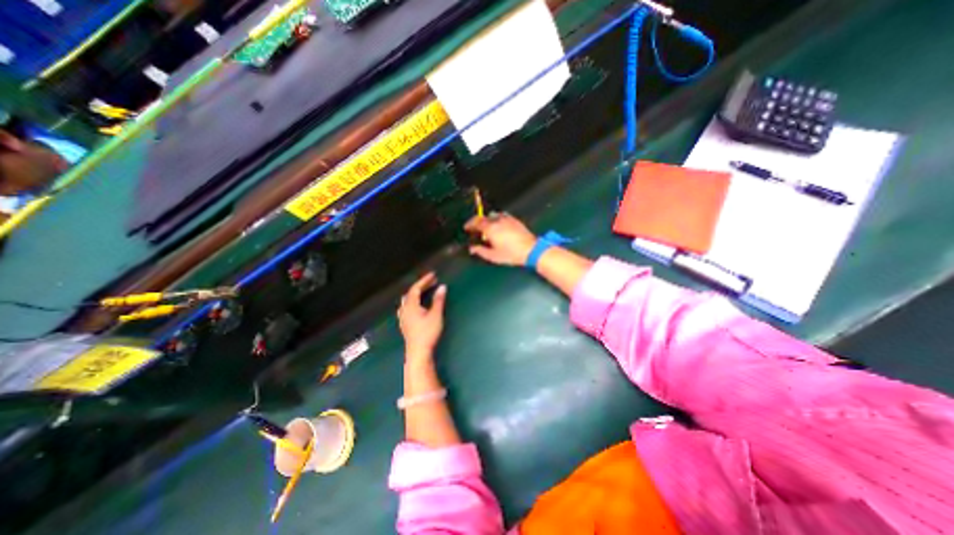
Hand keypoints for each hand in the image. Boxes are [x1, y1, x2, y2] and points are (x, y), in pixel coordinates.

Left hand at [399, 274, 449, 356]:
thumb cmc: (428, 333)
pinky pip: (407, 307)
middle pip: (410, 293)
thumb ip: (438, 300)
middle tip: (432, 282)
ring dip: (416, 294)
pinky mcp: (405, 324)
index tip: (433, 275)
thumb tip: (442, 287)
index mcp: (411, 305)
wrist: (418, 352)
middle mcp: (404, 310)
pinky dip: (413, 302)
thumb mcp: (436, 315)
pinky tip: (418, 306)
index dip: (424, 280)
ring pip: (407, 301)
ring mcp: (403, 318)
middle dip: (421, 286)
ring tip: (425, 292)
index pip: (416, 288)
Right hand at [469, 214, 538, 267]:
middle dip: (477, 222)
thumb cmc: (511, 254)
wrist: (530, 249)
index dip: (470, 224)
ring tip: (486, 226)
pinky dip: (497, 218)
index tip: (466, 228)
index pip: (476, 222)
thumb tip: (472, 249)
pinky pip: (502, 215)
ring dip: (487, 219)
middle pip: (483, 217)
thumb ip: (481, 251)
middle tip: (474, 228)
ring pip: (493, 215)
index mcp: (490, 229)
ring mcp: (507, 219)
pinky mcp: (514, 220)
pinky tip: (498, 225)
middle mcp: (497, 221)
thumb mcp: (493, 256)